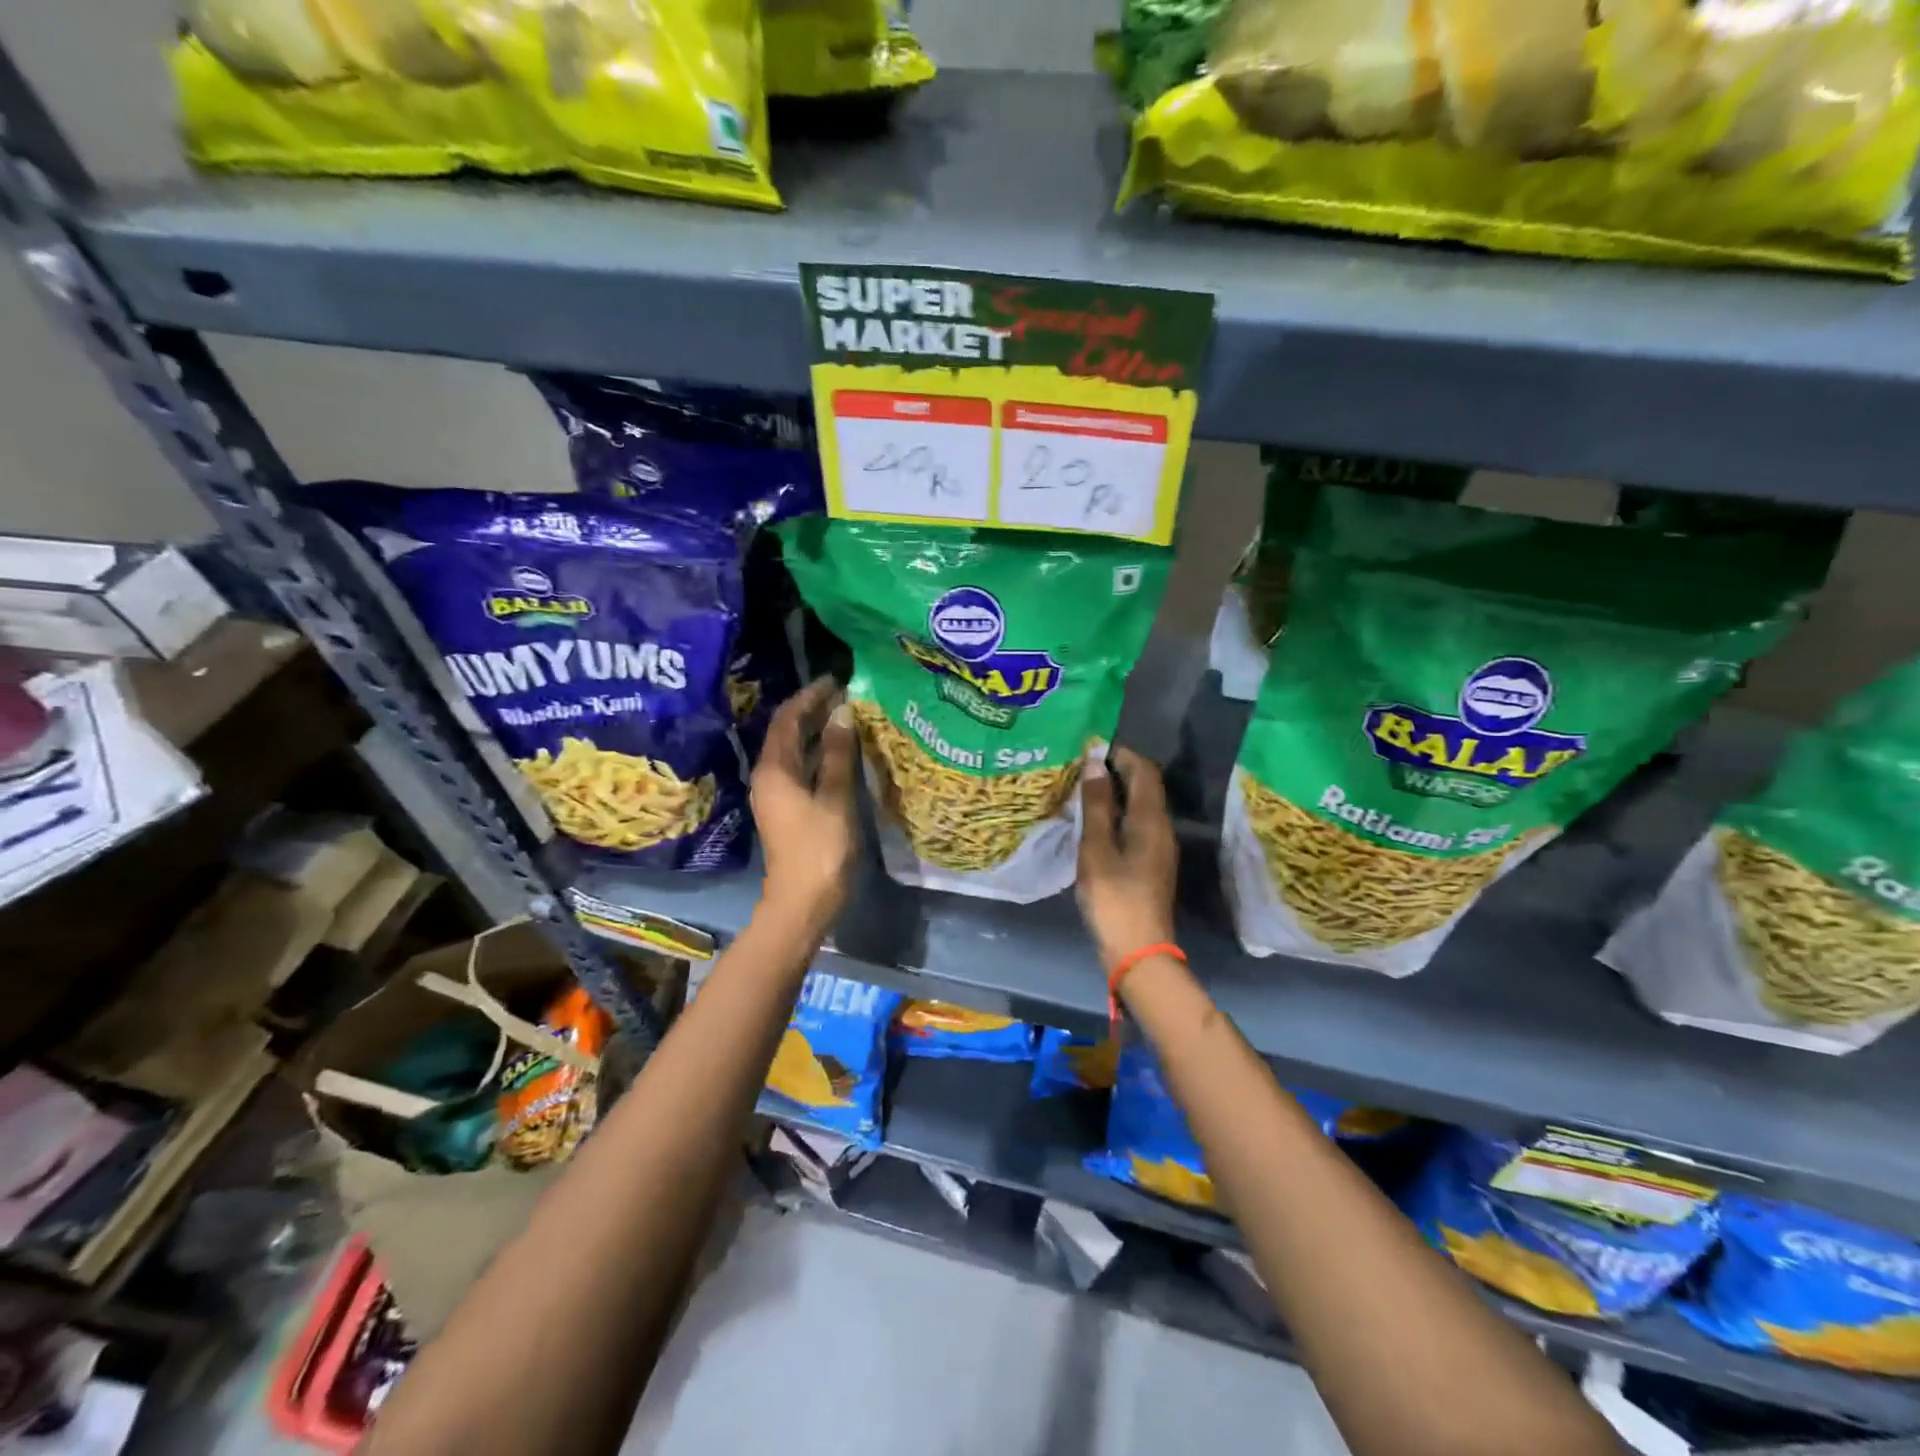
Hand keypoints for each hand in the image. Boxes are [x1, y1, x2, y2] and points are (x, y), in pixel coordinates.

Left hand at [751, 677, 858, 928]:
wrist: (802, 903)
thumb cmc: (820, 849)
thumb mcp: (835, 798)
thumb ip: (840, 754)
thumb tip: (843, 712)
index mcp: (775, 769)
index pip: (788, 719)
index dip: (810, 696)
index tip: (836, 679)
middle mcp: (770, 776)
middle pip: (788, 732)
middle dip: (814, 710)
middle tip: (847, 693)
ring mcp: (778, 794)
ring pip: (796, 750)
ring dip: (819, 731)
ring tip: (850, 715)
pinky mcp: (789, 808)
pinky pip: (803, 768)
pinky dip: (821, 753)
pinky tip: (845, 750)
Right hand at [1076, 746, 1178, 970]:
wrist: (1138, 950)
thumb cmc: (1114, 897)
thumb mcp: (1097, 849)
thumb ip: (1096, 805)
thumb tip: (1096, 762)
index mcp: (1151, 820)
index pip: (1144, 772)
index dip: (1122, 754)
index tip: (1093, 747)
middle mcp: (1162, 828)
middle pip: (1146, 787)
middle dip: (1119, 770)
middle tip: (1085, 765)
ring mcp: (1159, 848)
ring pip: (1142, 806)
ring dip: (1118, 792)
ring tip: (1086, 788)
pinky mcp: (1152, 864)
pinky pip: (1138, 824)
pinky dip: (1119, 813)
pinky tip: (1096, 821)